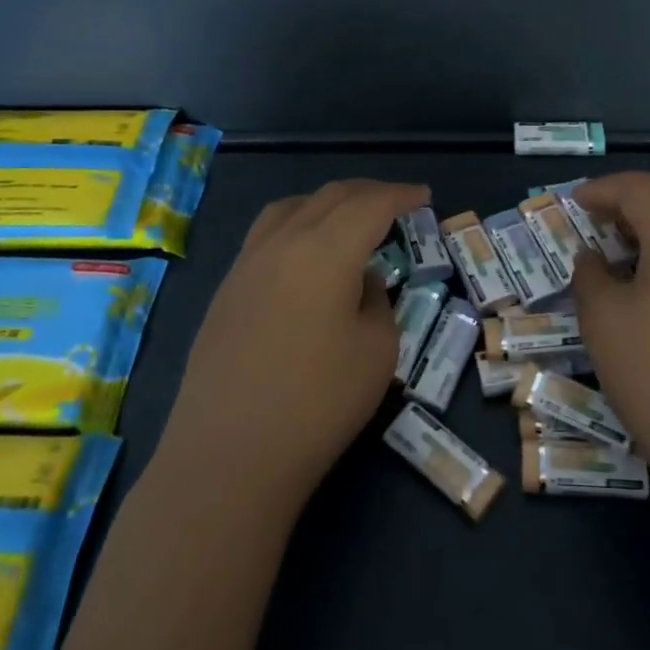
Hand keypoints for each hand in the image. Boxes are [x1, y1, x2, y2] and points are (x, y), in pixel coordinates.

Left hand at [158, 179, 428, 509]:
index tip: (423, 195)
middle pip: (330, 197)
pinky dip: (298, 225)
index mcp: (325, 250)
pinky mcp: (226, 290)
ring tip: (348, 219)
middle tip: (396, 203)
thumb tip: (359, 283)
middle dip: (368, 193)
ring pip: (292, 208)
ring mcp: (247, 264)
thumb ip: (376, 302)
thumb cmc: (317, 403)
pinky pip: (267, 234)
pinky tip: (306, 256)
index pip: (370, 204)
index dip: (401, 195)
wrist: (228, 456)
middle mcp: (282, 242)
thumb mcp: (377, 352)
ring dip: (328, 203)